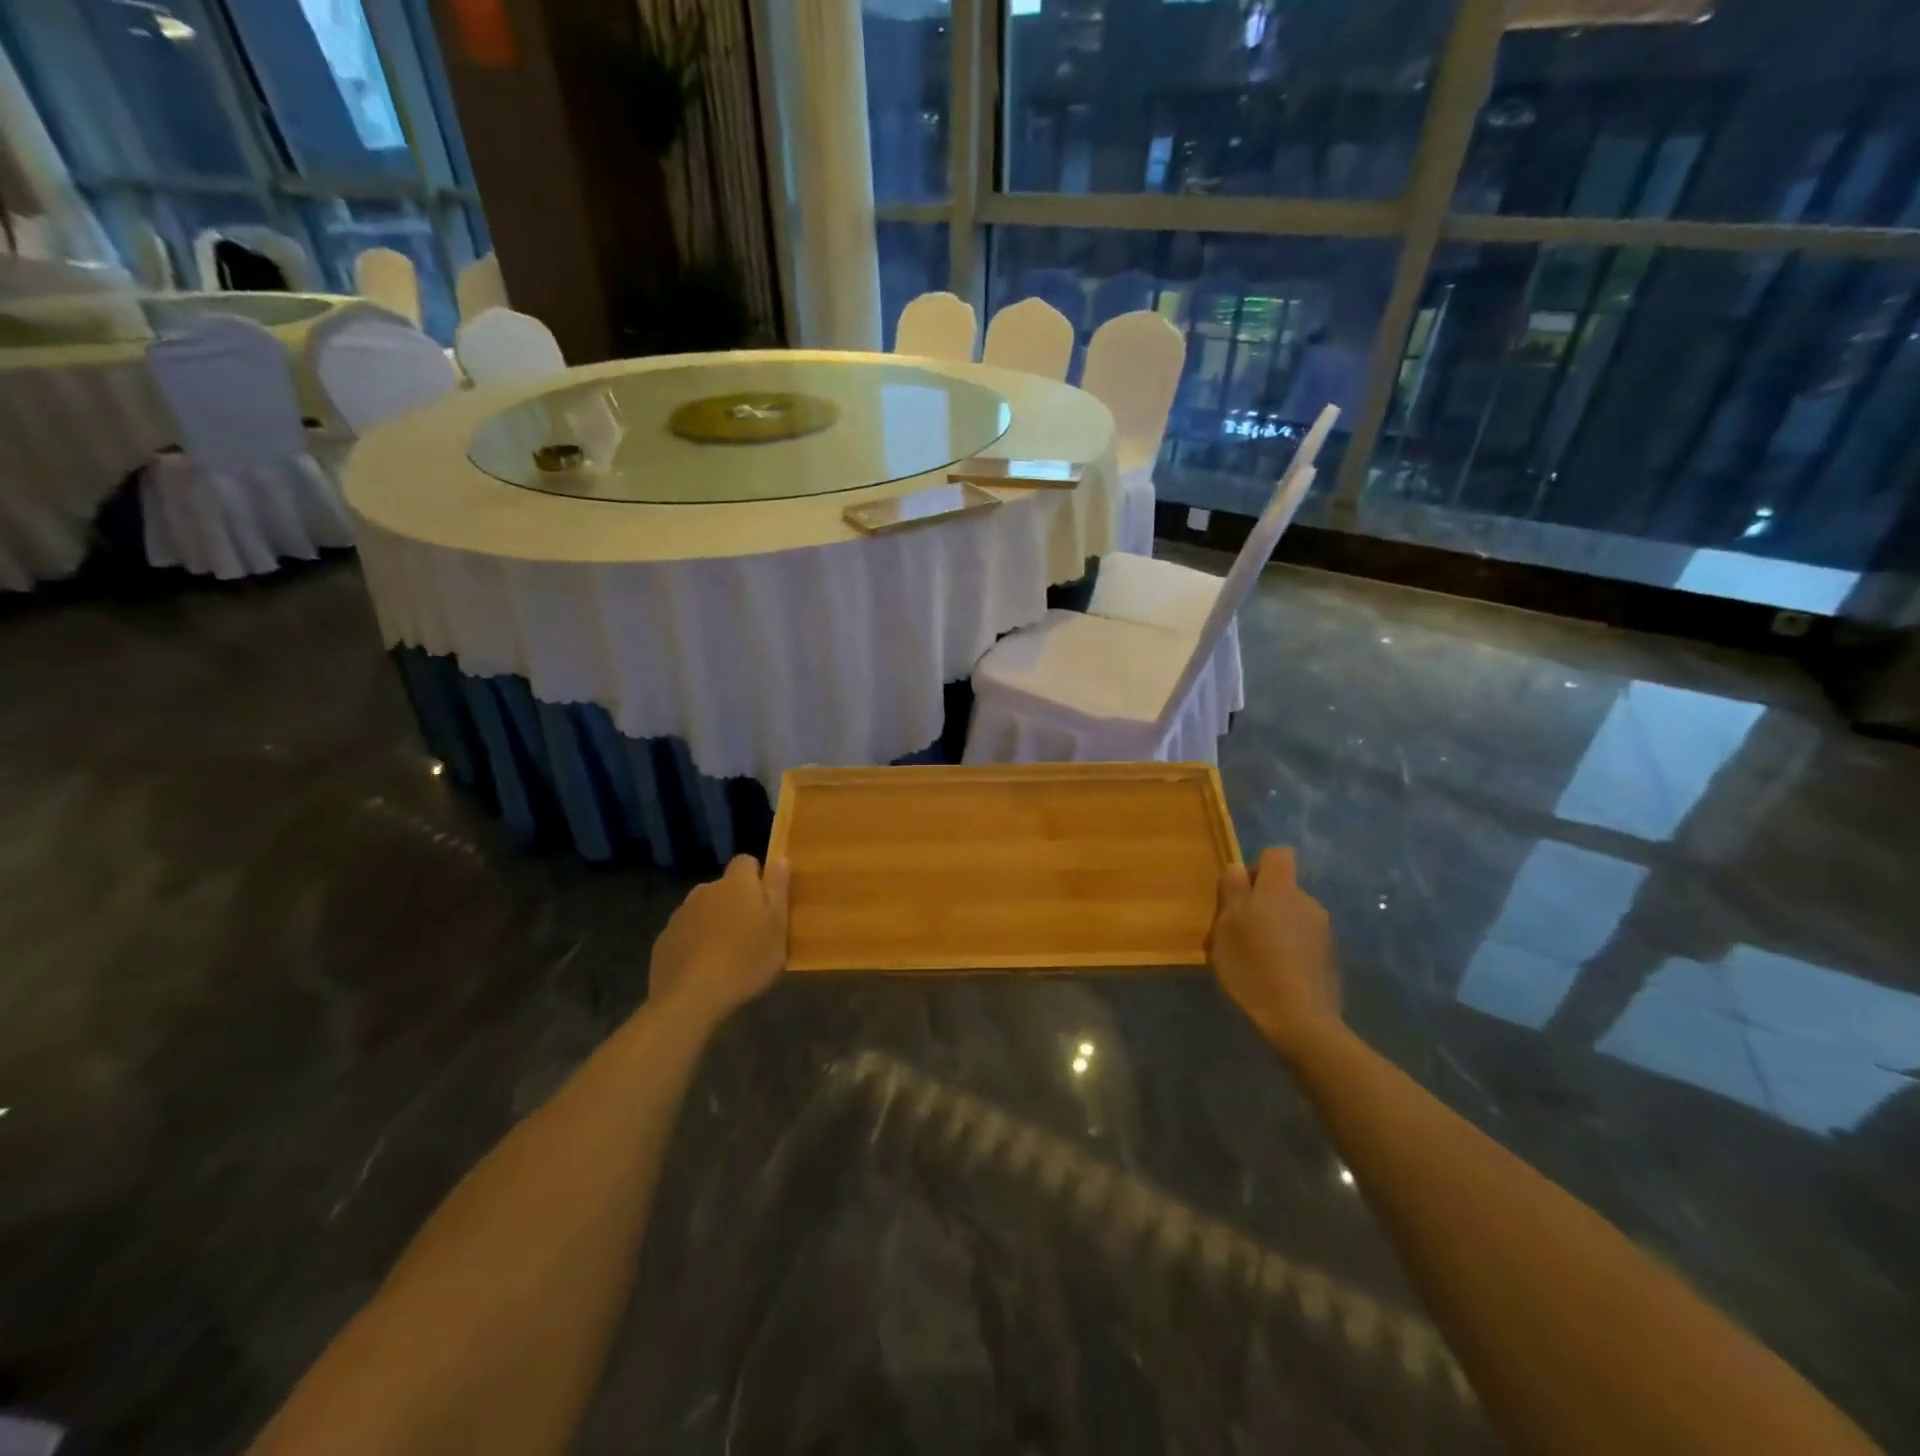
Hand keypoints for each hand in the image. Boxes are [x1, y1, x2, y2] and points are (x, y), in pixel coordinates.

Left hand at [649, 856, 789, 1025]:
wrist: (690, 998)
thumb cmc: (746, 960)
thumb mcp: (777, 926)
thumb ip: (778, 889)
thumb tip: (779, 858)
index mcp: (736, 884)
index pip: (746, 862)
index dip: (757, 877)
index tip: (766, 902)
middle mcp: (705, 890)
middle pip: (724, 888)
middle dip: (735, 903)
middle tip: (750, 934)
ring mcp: (680, 915)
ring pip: (703, 911)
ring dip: (714, 923)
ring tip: (726, 956)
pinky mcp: (663, 940)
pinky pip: (685, 934)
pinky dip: (695, 944)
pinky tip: (703, 970)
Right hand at [1209, 847, 1340, 1062]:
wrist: (1301, 1022)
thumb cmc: (1253, 967)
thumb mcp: (1226, 927)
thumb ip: (1232, 891)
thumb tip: (1239, 868)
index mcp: (1281, 890)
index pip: (1277, 854)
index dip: (1257, 866)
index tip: (1240, 892)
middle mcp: (1307, 902)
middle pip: (1282, 888)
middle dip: (1261, 902)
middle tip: (1238, 932)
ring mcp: (1324, 931)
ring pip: (1292, 915)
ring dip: (1275, 926)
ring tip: (1256, 958)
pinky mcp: (1331, 958)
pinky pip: (1303, 940)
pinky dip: (1289, 948)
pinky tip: (1275, 974)